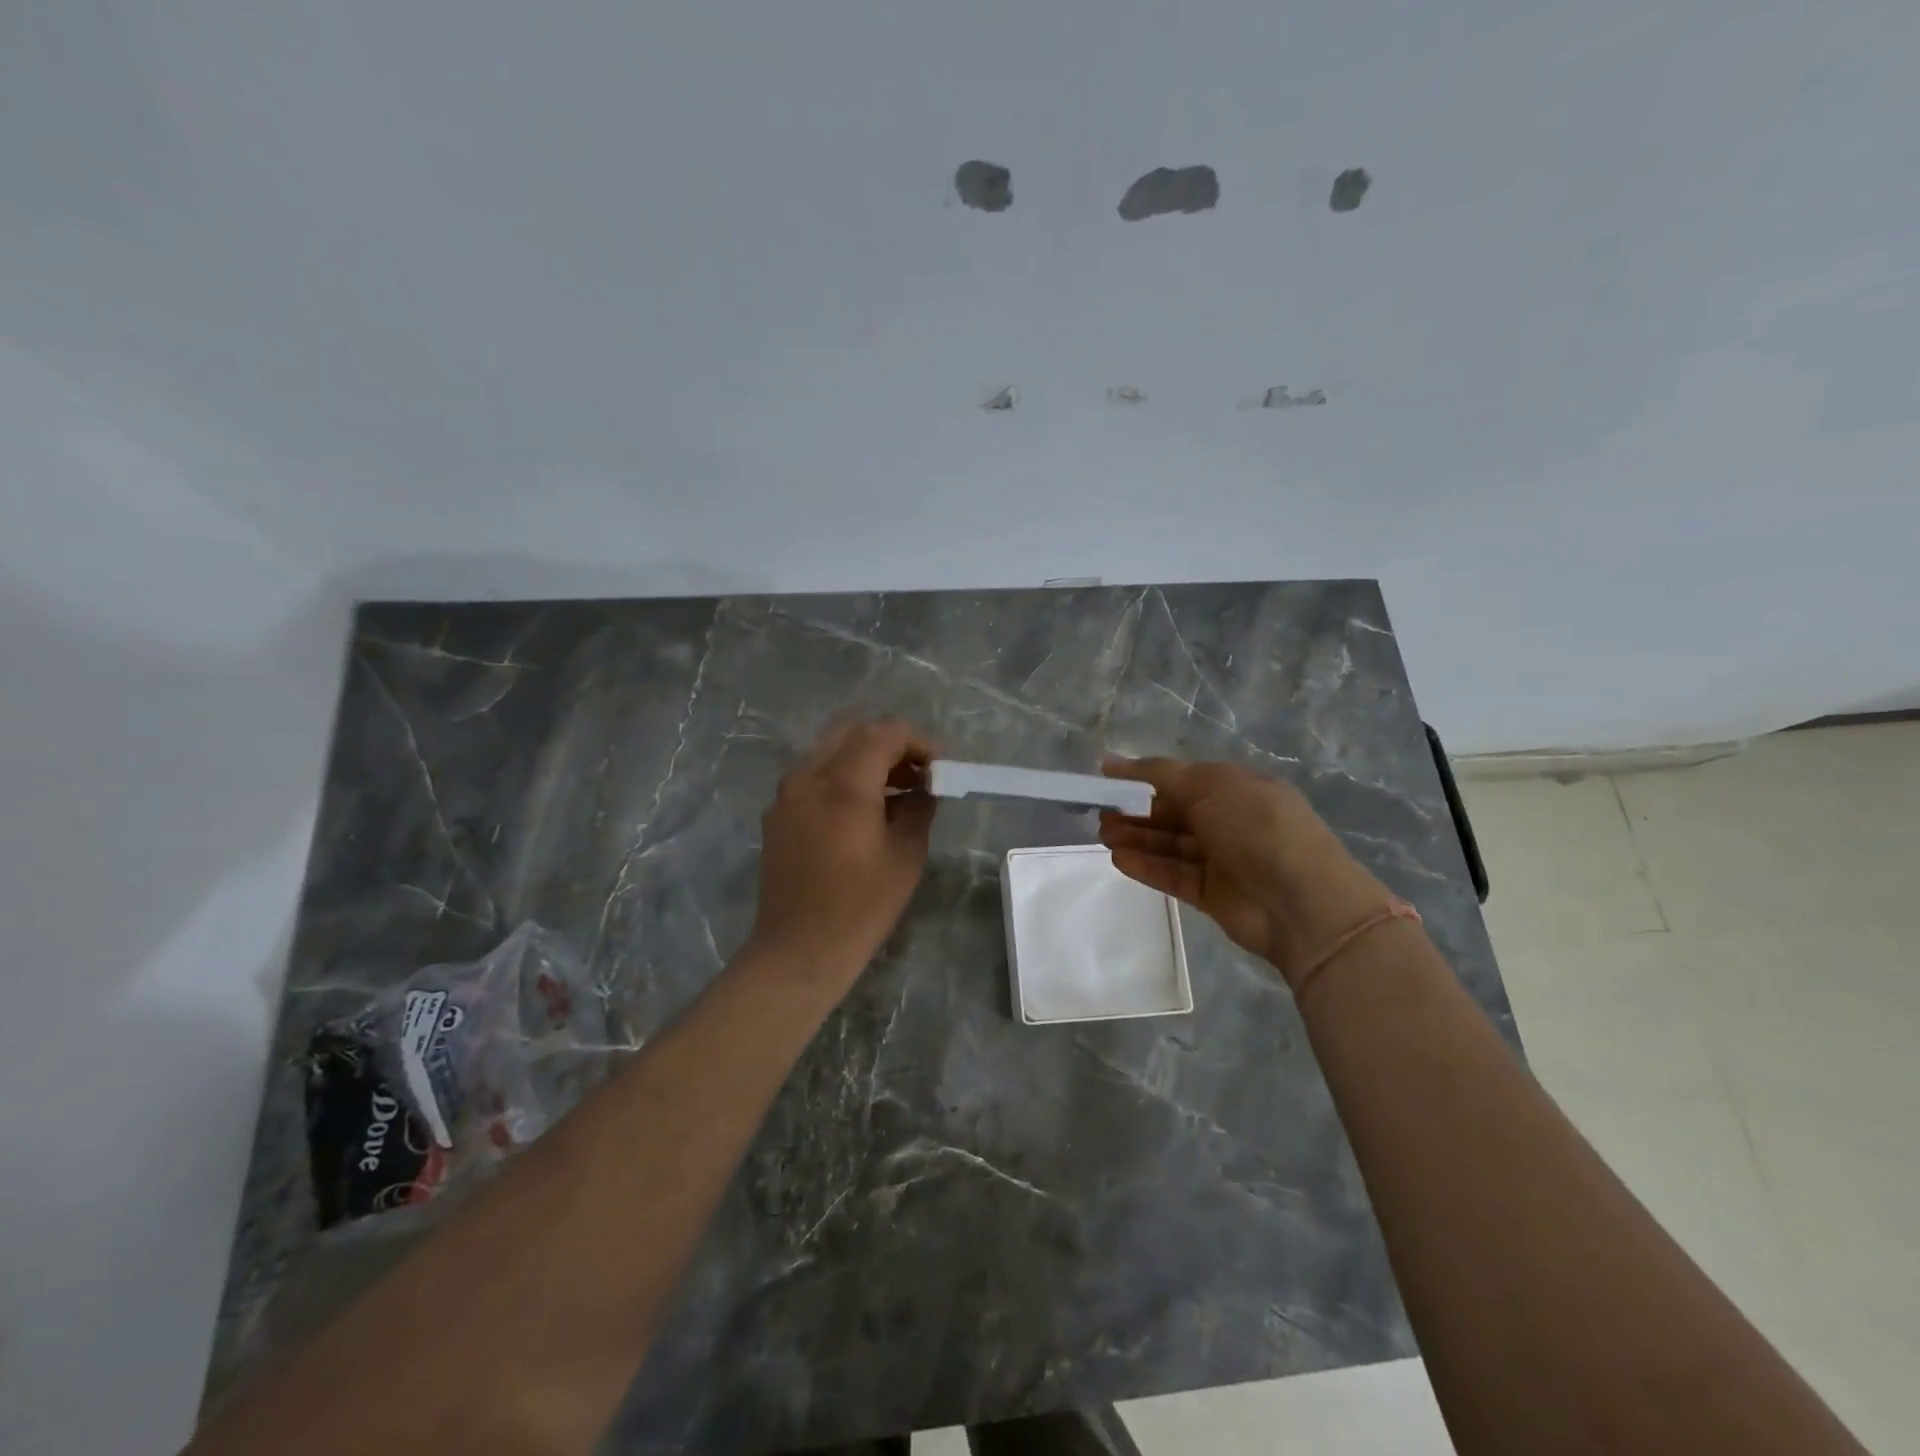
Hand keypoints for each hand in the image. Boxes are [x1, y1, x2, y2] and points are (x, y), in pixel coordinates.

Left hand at [747, 718, 937, 994]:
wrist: (799, 949)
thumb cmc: (861, 906)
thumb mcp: (906, 856)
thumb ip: (919, 809)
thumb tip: (923, 789)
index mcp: (844, 783)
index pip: (884, 733)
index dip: (917, 741)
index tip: (939, 767)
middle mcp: (809, 776)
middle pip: (853, 731)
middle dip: (890, 743)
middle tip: (916, 773)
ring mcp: (787, 793)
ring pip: (829, 750)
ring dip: (864, 758)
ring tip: (893, 791)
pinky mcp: (777, 813)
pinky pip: (812, 775)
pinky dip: (840, 776)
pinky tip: (861, 810)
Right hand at [1099, 757, 1395, 990]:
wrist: (1302, 902)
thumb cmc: (1256, 827)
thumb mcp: (1210, 784)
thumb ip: (1160, 773)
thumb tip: (1113, 761)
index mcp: (1237, 788)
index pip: (1183, 778)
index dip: (1144, 776)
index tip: (1107, 775)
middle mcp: (1230, 820)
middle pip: (1174, 812)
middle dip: (1136, 810)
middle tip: (1099, 811)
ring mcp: (1221, 859)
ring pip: (1170, 844)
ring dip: (1136, 837)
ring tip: (1101, 833)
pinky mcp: (1211, 893)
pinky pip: (1173, 875)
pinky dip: (1146, 866)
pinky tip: (1118, 859)